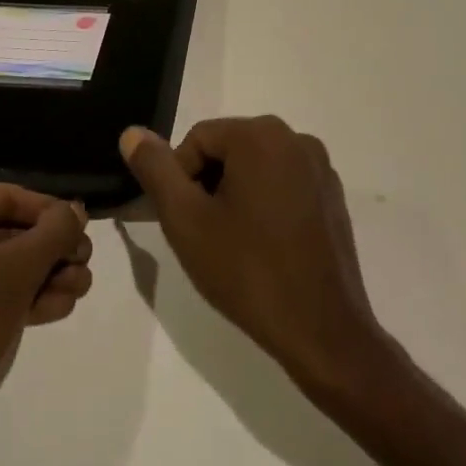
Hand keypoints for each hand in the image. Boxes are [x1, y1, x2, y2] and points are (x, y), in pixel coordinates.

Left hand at [0, 185, 90, 454]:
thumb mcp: (18, 272)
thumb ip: (54, 233)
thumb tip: (74, 210)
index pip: (7, 197)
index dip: (52, 213)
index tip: (85, 232)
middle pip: (1, 231)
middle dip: (49, 251)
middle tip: (85, 266)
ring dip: (38, 276)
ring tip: (78, 292)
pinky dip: (11, 297)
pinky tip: (53, 309)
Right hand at [121, 116, 386, 397]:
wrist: (323, 332)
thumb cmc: (248, 272)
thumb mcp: (187, 221)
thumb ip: (156, 170)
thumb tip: (132, 132)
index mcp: (261, 135)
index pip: (197, 140)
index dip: (179, 180)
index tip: (185, 224)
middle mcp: (296, 138)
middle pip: (228, 149)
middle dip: (208, 186)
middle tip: (205, 236)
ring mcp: (320, 167)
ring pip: (255, 168)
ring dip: (235, 196)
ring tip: (233, 245)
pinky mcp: (333, 196)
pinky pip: (284, 184)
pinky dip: (265, 206)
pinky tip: (264, 249)